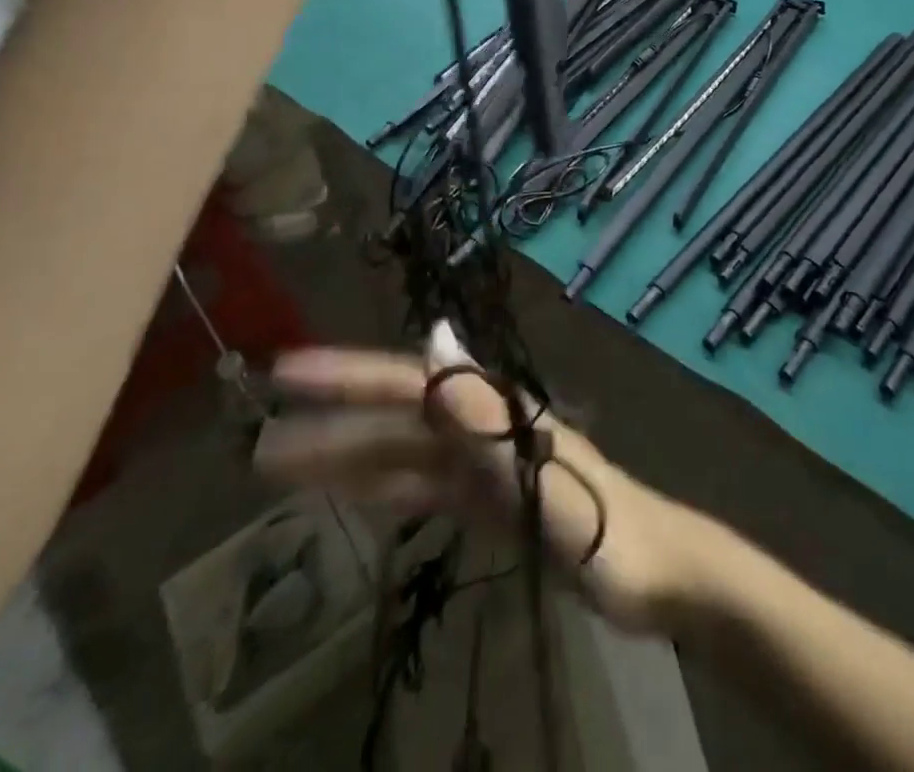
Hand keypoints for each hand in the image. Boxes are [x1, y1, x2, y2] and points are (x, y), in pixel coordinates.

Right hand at [256, 340, 727, 636]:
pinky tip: (356, 497)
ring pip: (405, 456)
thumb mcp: (543, 471)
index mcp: (494, 411)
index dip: (348, 376)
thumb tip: (437, 340)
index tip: (289, 371)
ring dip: (349, 460)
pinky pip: (426, 490)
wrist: (654, 572)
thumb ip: (487, 413)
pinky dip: (388, 490)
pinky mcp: (492, 501)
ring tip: (286, 469)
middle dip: (332, 427)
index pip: (408, 384)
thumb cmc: (605, 524)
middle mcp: (484, 427)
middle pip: (397, 421)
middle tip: (259, 443)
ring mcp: (486, 466)